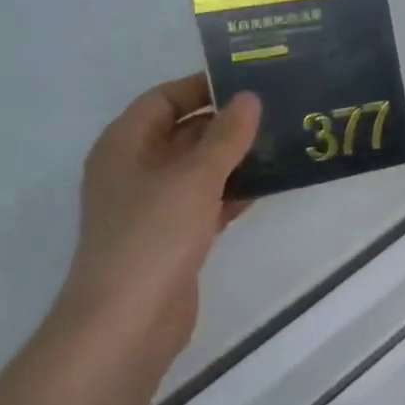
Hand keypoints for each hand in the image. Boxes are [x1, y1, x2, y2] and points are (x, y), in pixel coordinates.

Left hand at [55, 74, 260, 362]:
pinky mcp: (172, 237)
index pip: (163, 99)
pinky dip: (231, 192)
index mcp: (124, 145)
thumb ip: (225, 137)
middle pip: (181, 133)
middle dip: (224, 123)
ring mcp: (153, 206)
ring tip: (280, 143)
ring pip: (197, 169)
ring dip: (232, 158)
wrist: (128, 321)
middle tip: (275, 112)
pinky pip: (205, 201)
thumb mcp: (194, 178)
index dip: (202, 88)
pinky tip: (266, 185)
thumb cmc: (153, 237)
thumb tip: (249, 98)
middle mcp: (134, 170)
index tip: (248, 83)